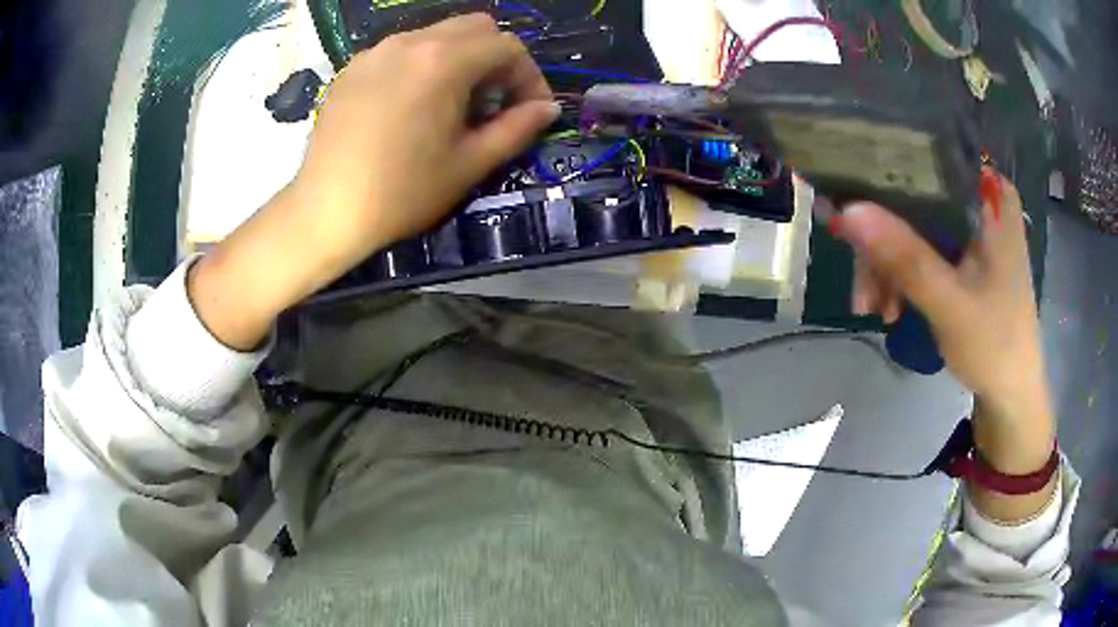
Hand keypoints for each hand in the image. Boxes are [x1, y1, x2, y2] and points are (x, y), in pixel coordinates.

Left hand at [188, 14, 558, 350]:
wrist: (326, 211)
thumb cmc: (402, 192)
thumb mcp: (470, 164)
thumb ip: (517, 129)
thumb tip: (548, 108)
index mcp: (444, 61)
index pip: (507, 46)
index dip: (529, 76)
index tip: (530, 110)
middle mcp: (410, 42)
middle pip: (475, 27)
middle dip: (496, 59)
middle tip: (491, 103)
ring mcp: (376, 51)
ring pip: (436, 34)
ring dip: (459, 59)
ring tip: (450, 106)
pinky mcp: (352, 68)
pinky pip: (401, 50)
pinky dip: (421, 65)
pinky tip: (410, 106)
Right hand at [833, 171, 1056, 519]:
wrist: (1011, 394)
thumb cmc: (995, 346)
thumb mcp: (950, 304)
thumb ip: (905, 258)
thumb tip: (847, 211)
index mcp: (991, 196)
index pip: (930, 158)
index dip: (886, 174)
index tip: (854, 204)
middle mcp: (980, 199)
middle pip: (916, 195)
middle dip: (884, 241)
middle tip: (865, 285)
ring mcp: (971, 227)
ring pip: (913, 224)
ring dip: (887, 265)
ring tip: (874, 308)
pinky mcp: (963, 252)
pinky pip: (920, 247)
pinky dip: (901, 276)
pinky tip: (890, 307)